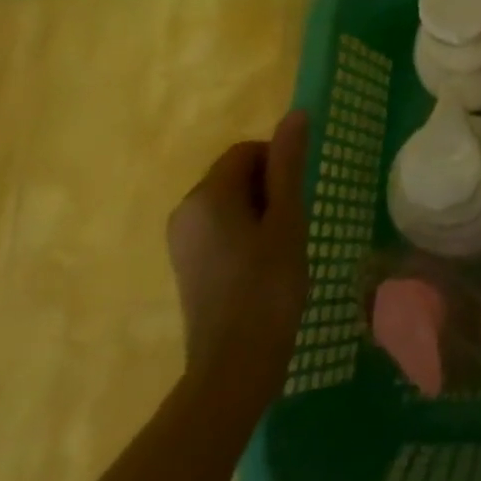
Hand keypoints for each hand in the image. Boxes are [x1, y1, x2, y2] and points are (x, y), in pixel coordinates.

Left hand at [166, 110, 309, 406]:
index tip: (298, 200)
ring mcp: (182, 241)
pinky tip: (263, 265)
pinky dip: (245, 233)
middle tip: (293, 224)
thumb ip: (289, 164)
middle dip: (269, 189)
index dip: (280, 166)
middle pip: (236, 174)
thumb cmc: (267, 286)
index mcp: (206, 195)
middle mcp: (184, 211)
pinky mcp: (187, 265)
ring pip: (230, 202)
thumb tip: (295, 113)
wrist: (234, 367)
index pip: (248, 151)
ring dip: (260, 212)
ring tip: (281, 247)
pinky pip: (220, 228)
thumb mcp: (287, 219)